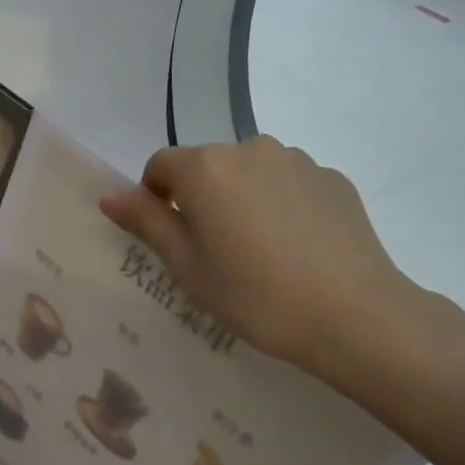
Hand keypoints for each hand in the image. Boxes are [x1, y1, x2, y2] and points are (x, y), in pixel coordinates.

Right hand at [99, 138, 425, 382]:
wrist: (353, 315)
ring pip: (248, 173)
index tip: (170, 239)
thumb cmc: (254, 295)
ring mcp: (297, 160)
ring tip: (258, 252)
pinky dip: (279, 205)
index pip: (160, 166)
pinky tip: (294, 249)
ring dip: (240, 199)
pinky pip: (287, 184)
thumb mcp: (187, 266)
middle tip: (213, 253)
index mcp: (206, 169)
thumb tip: (110, 196)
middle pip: (206, 166)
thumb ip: (147, 223)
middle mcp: (249, 149)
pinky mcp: (333, 179)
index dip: (154, 199)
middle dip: (200, 198)